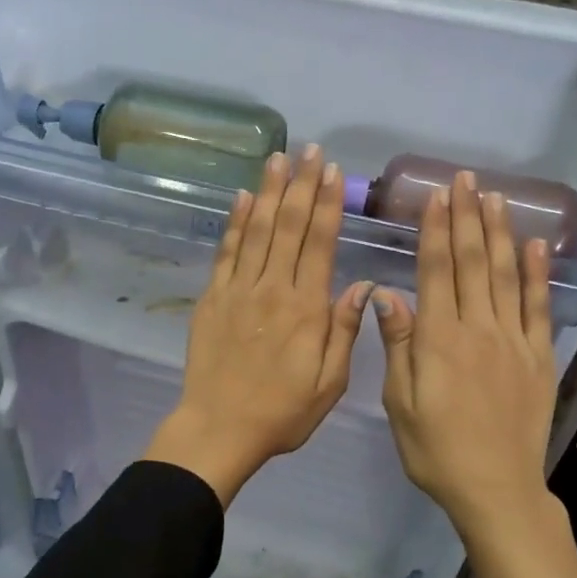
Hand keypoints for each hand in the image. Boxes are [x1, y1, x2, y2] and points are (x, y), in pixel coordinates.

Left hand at [144, 144, 372, 506]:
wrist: (219, 427)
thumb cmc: (281, 411)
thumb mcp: (329, 383)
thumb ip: (345, 331)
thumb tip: (363, 285)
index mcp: (306, 308)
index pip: (321, 243)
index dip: (328, 204)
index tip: (333, 172)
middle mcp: (273, 288)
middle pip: (290, 226)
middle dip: (302, 185)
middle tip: (310, 150)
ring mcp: (238, 290)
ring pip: (258, 230)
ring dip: (270, 191)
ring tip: (278, 158)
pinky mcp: (213, 297)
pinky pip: (226, 252)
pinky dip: (235, 222)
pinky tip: (243, 197)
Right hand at [372, 170, 576, 577]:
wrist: (496, 489)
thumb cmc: (435, 449)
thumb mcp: (400, 403)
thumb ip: (398, 346)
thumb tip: (386, 295)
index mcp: (439, 339)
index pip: (437, 271)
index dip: (436, 230)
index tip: (436, 196)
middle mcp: (478, 329)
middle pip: (472, 262)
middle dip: (466, 218)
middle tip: (464, 180)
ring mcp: (513, 340)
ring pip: (506, 275)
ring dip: (499, 233)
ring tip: (494, 197)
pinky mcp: (538, 357)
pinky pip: (538, 307)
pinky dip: (538, 274)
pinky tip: (535, 246)